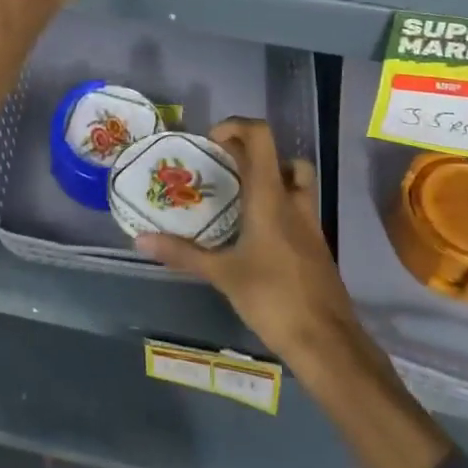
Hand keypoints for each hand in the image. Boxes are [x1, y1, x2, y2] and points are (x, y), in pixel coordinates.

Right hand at [138, 118, 456, 467]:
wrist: (327, 341)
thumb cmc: (273, 299)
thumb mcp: (222, 275)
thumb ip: (183, 253)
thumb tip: (140, 241)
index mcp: (270, 197)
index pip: (260, 137)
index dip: (236, 126)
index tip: (211, 141)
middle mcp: (294, 200)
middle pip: (280, 154)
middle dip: (251, 152)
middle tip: (223, 167)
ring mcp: (310, 222)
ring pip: (297, 179)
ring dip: (273, 175)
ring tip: (242, 194)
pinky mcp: (317, 244)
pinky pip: (300, 207)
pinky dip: (280, 204)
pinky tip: (258, 232)